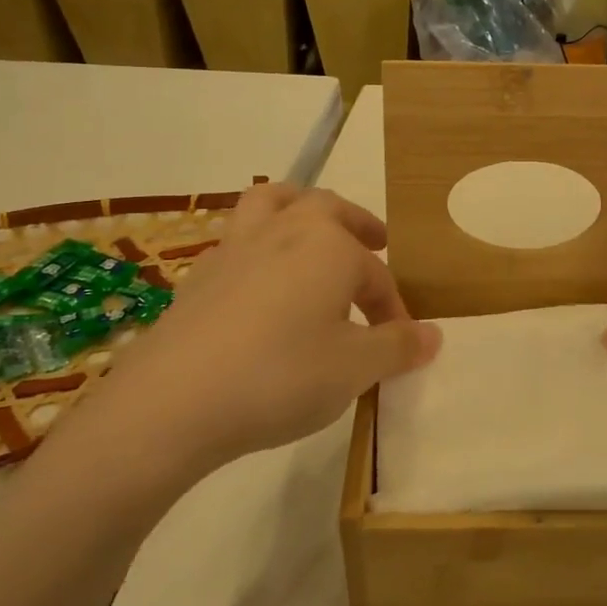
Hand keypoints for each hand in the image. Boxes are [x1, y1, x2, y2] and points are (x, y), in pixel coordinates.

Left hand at [57, 185, 439, 500]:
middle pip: (326, 208)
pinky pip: (238, 241)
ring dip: (299, 208)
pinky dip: (259, 247)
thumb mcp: (355, 368)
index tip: (401, 343)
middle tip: (375, 242)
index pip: (376, 275)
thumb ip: (398, 347)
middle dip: (356, 224)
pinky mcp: (198, 276)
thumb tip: (433, 335)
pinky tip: (260, 286)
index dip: (394, 309)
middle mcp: (283, 231)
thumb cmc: (281, 376)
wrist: (173, 402)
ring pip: (270, 203)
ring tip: (312, 229)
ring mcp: (234, 248)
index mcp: (329, 246)